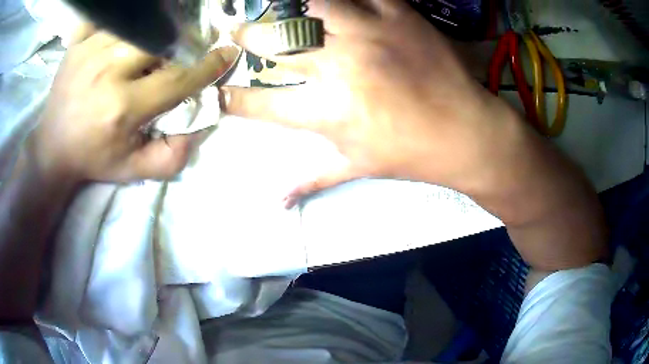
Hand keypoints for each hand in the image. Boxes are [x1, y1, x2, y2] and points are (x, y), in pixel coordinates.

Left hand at [29, 25, 239, 183]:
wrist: (53, 148)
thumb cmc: (94, 158)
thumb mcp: (133, 170)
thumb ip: (171, 156)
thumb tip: (200, 125)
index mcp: (122, 108)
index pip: (178, 77)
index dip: (207, 65)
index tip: (224, 54)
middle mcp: (107, 73)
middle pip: (160, 41)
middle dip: (180, 44)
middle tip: (183, 51)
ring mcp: (89, 51)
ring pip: (139, 24)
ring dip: (157, 30)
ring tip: (157, 42)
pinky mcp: (78, 42)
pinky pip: (110, 17)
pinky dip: (127, 19)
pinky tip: (130, 33)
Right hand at [223, 0, 516, 206]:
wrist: (467, 132)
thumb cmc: (412, 154)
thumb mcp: (358, 168)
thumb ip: (312, 179)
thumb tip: (276, 202)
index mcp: (329, 112)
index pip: (262, 104)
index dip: (231, 97)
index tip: (213, 90)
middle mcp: (341, 68)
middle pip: (277, 45)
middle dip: (246, 38)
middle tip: (235, 32)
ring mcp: (370, 34)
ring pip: (312, 6)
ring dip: (286, 7)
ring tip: (277, 10)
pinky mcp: (399, 14)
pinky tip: (327, 2)